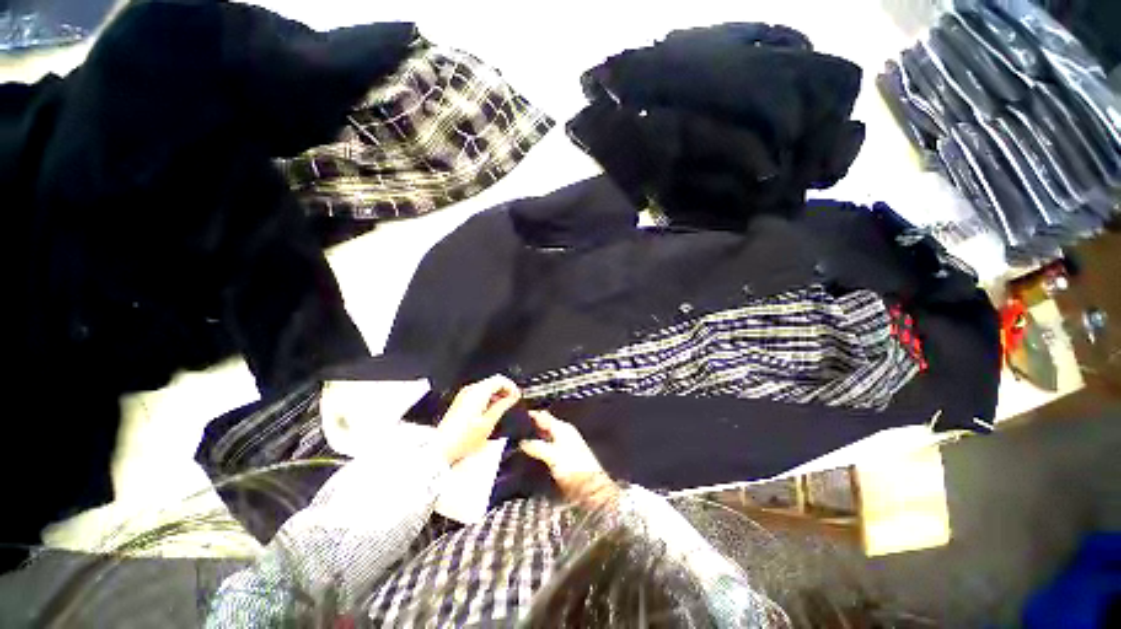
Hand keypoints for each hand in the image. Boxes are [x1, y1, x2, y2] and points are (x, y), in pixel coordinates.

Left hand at [435, 375, 520, 464]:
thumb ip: (503, 406)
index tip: (517, 396)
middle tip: (513, 401)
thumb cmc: (462, 438)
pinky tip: (492, 410)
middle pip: (493, 381)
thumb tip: (512, 397)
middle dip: (505, 390)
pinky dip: (489, 398)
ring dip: (498, 394)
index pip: (500, 379)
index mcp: (478, 392)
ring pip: (487, 387)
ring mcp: (464, 395)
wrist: (442, 448)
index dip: (512, 386)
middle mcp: (470, 390)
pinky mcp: (461, 402)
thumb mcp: (489, 422)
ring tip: (504, 407)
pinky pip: (479, 394)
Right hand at [520, 411, 618, 505]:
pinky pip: (544, 447)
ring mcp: (561, 445)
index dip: (529, 415)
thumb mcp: (553, 456)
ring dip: (530, 439)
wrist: (590, 489)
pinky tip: (525, 454)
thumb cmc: (574, 468)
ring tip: (513, 443)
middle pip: (542, 426)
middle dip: (527, 427)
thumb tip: (521, 441)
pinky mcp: (560, 457)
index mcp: (562, 428)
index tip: (513, 416)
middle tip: (510, 431)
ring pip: (542, 437)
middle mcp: (562, 433)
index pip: (542, 416)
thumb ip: (536, 447)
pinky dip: (535, 449)